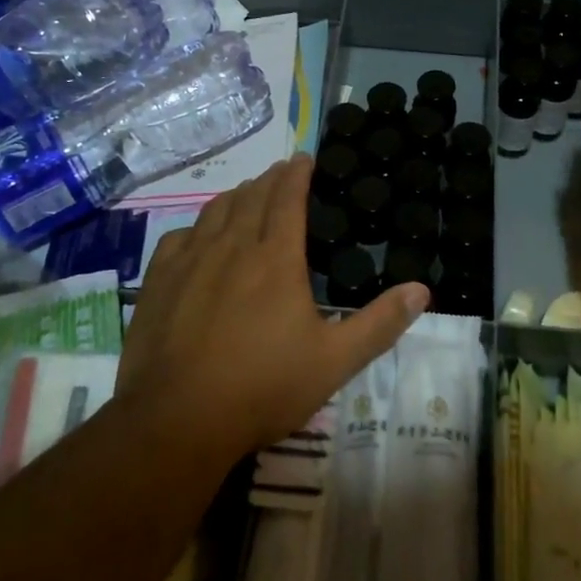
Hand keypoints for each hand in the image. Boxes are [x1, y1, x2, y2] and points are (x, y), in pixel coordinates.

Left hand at [118, 155, 428, 455]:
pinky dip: (197, 227)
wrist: (177, 421)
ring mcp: (190, 262)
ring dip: (236, 196)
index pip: (287, 197)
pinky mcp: (159, 282)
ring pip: (215, 210)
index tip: (305, 159)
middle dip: (270, 178)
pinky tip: (200, 237)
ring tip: (248, 195)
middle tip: (282, 172)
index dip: (297, 173)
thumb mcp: (334, 362)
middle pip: (251, 196)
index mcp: (276, 259)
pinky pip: (179, 237)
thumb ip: (379, 324)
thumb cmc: (263, 387)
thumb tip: (422, 289)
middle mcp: (232, 247)